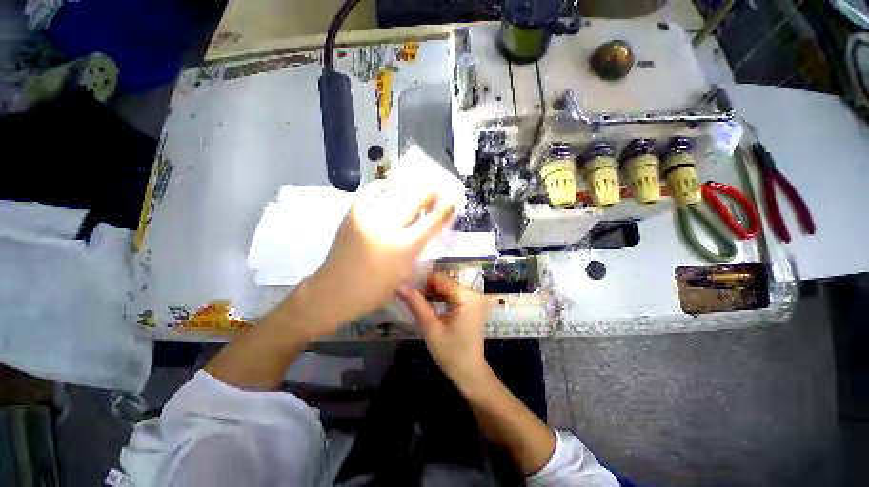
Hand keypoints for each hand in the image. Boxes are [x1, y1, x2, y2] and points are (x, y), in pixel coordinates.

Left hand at [303, 180, 456, 332]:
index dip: (446, 209)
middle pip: (415, 202)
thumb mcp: (403, 275)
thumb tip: (423, 232)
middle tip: (436, 185)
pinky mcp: (352, 216)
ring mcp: (369, 219)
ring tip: (415, 181)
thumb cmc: (373, 291)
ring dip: (408, 187)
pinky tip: (387, 183)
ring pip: (393, 195)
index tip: (454, 198)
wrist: (335, 291)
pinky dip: (379, 187)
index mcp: (404, 248)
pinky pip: (367, 195)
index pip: (432, 223)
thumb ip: (415, 252)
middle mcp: (389, 229)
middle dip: (429, 192)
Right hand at [398, 271, 494, 387]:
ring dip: (433, 292)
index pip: (440, 277)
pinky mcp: (472, 305)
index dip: (422, 280)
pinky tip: (430, 306)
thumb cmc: (451, 353)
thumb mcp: (431, 328)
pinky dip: (441, 297)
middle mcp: (473, 293)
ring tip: (417, 302)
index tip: (407, 287)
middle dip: (427, 287)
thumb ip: (417, 305)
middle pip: (445, 281)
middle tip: (410, 296)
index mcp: (466, 297)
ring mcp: (474, 299)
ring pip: (448, 287)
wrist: (470, 372)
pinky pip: (453, 294)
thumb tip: (401, 286)